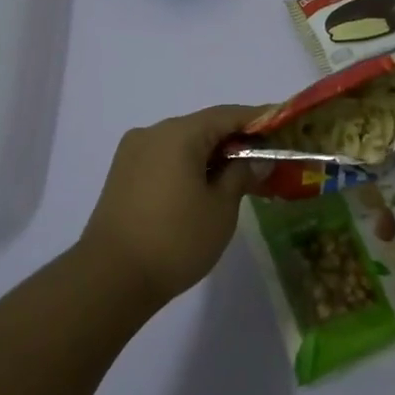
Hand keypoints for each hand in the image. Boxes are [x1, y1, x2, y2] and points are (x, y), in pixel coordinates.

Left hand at [80, 103, 266, 309]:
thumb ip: (242, 175)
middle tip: (267, 155)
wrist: (109, 280)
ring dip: (211, 154)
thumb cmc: (175, 240)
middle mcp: (153, 133)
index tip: (284, 123)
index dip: (259, 119)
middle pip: (204, 127)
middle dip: (236, 139)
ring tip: (240, 174)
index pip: (228, 115)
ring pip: (183, 143)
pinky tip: (206, 186)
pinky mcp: (122, 175)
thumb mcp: (221, 208)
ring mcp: (133, 153)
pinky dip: (189, 165)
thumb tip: (258, 159)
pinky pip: (165, 159)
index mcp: (179, 134)